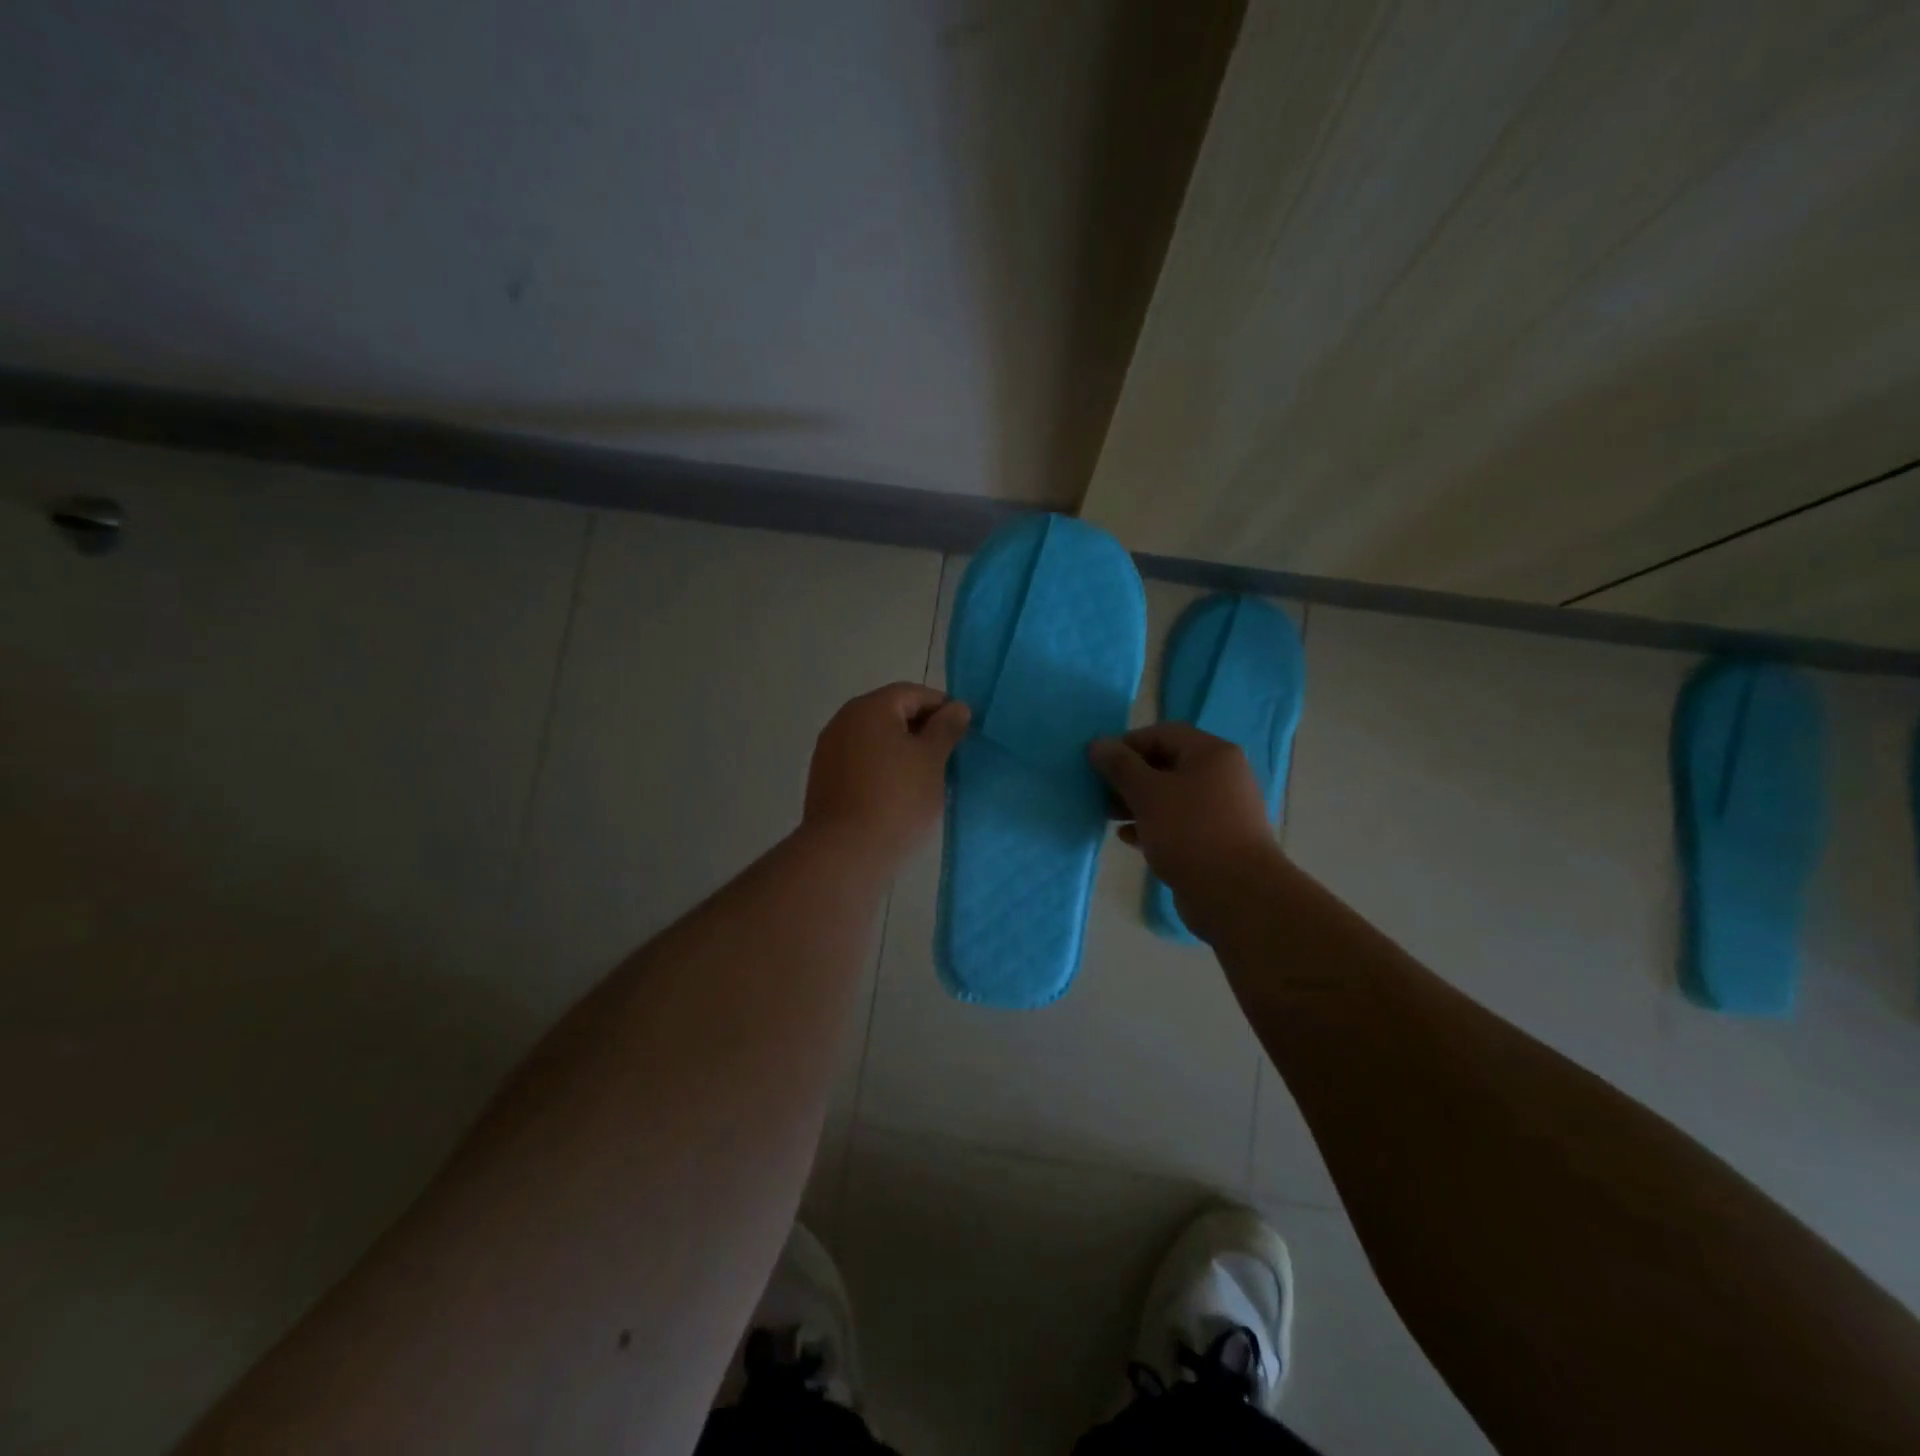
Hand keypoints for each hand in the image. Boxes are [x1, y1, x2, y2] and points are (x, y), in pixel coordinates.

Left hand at [803, 683, 969, 871]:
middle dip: (922, 729)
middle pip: (891, 713)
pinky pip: (860, 762)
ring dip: (902, 750)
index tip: (963, 732)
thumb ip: (946, 728)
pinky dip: (882, 768)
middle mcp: (843, 721)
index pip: (913, 693)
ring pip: (875, 740)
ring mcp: (829, 750)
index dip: (942, 707)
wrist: (845, 853)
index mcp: (870, 708)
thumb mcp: (932, 760)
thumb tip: (957, 707)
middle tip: (949, 755)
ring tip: (927, 776)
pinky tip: (898, 792)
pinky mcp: (824, 779)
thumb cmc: (897, 799)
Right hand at [1088, 724, 1283, 934]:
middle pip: (1167, 764)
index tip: (1100, 764)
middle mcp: (1221, 776)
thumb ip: (1120, 766)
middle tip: (1101, 792)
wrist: (1236, 895)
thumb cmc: (1190, 832)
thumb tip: (1098, 744)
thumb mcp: (1147, 793)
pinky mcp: (1216, 840)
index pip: (1163, 733)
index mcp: (1211, 754)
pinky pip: (1178, 823)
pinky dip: (1152, 825)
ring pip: (1171, 796)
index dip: (1127, 744)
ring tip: (1108, 816)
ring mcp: (1221, 810)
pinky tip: (1129, 838)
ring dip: (1137, 803)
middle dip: (1130, 776)